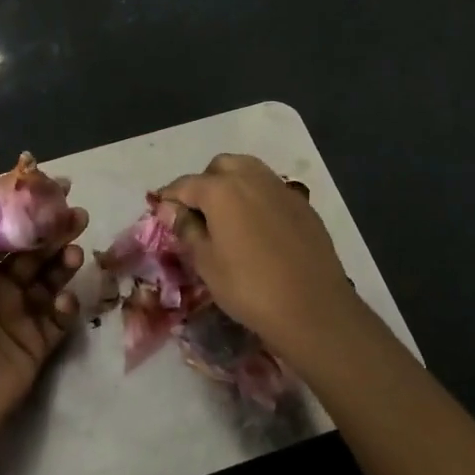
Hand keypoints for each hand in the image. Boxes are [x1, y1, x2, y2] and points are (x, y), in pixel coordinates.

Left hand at [0, 180, 88, 458]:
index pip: (3, 229)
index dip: (27, 208)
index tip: (54, 189)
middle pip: (32, 251)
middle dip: (54, 232)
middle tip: (78, 215)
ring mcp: (19, 315)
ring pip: (49, 279)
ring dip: (63, 263)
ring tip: (75, 253)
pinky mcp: (37, 343)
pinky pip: (58, 316)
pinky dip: (65, 304)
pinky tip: (63, 300)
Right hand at [157, 154, 365, 355]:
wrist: (313, 307)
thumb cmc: (249, 287)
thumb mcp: (207, 263)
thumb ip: (186, 229)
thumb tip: (170, 208)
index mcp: (221, 189)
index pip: (185, 184)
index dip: (169, 198)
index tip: (161, 214)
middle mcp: (251, 178)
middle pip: (220, 167)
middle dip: (204, 183)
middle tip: (198, 214)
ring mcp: (281, 189)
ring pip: (249, 172)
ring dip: (233, 185)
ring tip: (228, 218)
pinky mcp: (303, 205)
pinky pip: (271, 190)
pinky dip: (258, 198)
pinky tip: (258, 228)